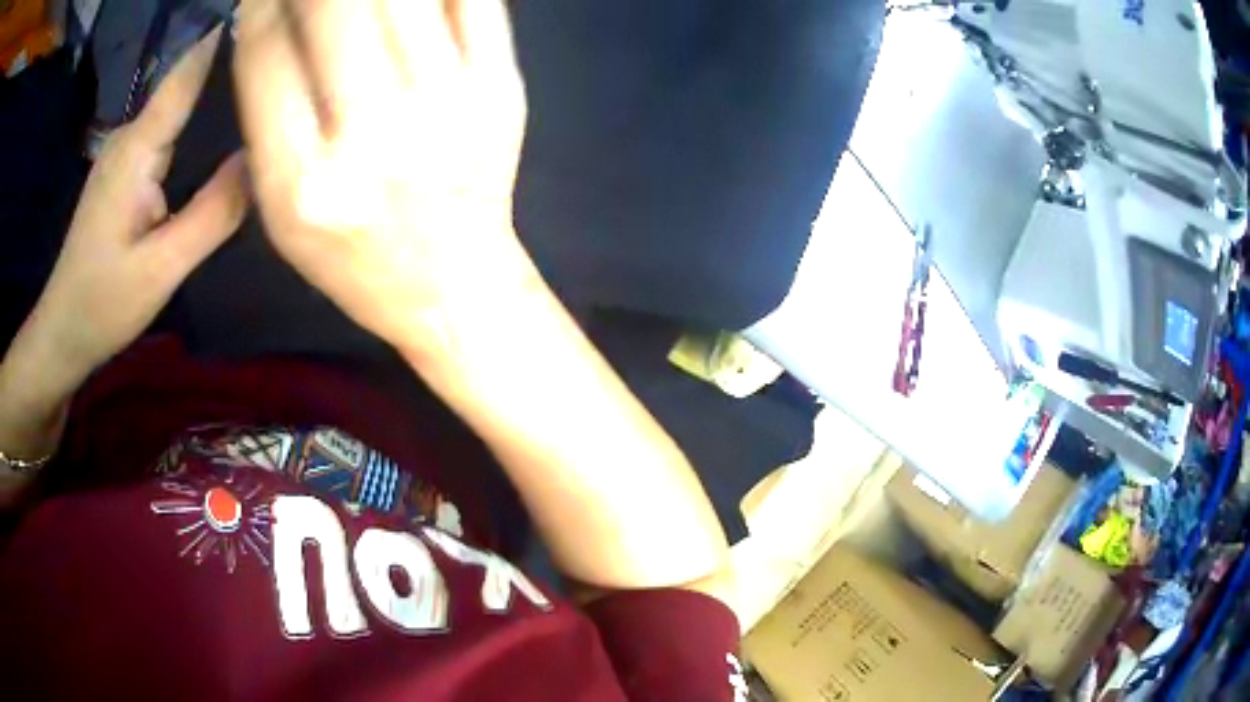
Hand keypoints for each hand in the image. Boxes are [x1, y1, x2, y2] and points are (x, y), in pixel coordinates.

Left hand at [23, 26, 247, 386]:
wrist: (62, 332)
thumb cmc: (103, 304)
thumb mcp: (162, 268)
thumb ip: (213, 212)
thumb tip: (264, 160)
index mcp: (138, 147)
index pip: (189, 73)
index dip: (229, 42)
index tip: (272, 25)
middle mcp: (131, 135)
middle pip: (188, 85)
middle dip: (234, 72)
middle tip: (286, 75)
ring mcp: (125, 151)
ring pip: (179, 108)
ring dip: (218, 101)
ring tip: (265, 102)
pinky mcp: (124, 169)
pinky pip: (168, 132)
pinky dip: (197, 128)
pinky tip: (220, 141)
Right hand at [233, 0, 534, 362]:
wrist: (452, 279)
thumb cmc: (349, 253)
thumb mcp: (278, 206)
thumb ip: (265, 113)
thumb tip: (267, 16)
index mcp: (301, 179)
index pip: (266, 52)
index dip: (262, 4)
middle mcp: (373, 133)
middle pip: (334, 6)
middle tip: (310, 0)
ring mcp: (446, 104)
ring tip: (354, 4)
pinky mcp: (501, 87)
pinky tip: (411, 3)